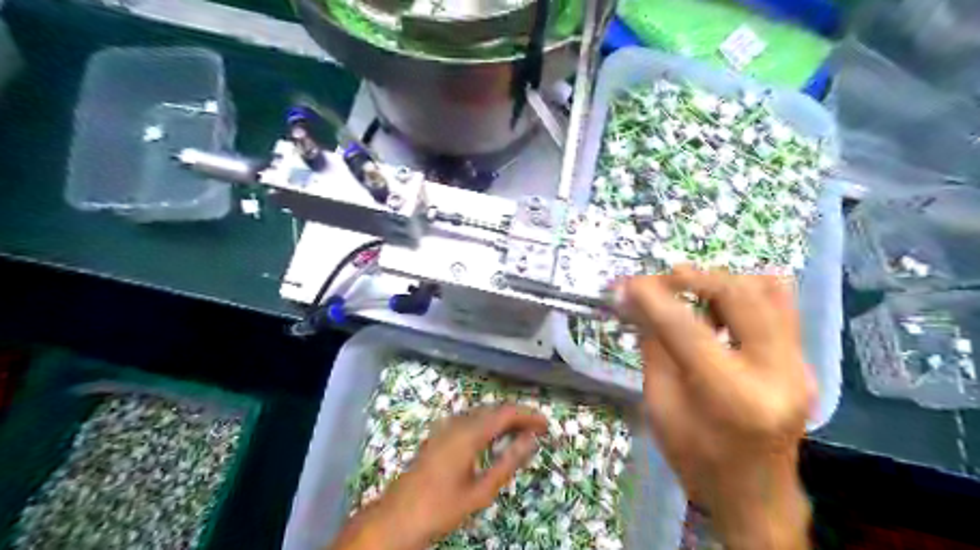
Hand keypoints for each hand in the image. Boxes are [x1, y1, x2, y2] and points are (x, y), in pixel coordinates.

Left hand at [327, 404, 543, 549]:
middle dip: (518, 415)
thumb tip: (531, 440)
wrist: (397, 517)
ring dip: (503, 418)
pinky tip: (494, 438)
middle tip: (538, 428)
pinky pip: (470, 420)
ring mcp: (446, 428)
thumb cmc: (442, 507)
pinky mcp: (439, 435)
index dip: (528, 415)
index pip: (505, 413)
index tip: (547, 424)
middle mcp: (457, 423)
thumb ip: (508, 462)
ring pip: (481, 413)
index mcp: (469, 433)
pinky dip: (488, 424)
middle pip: (493, 409)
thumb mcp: (481, 490)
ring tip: (522, 432)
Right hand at [616, 264, 815, 546]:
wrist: (756, 496)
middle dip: (693, 278)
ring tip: (690, 290)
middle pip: (738, 296)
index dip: (652, 299)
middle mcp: (777, 373)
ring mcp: (799, 366)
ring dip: (721, 282)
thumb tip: (634, 301)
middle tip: (660, 280)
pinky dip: (745, 293)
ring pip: (768, 291)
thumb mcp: (660, 405)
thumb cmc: (696, 459)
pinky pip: (781, 306)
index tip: (626, 284)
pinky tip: (719, 306)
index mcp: (732, 396)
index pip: (686, 328)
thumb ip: (652, 346)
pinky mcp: (803, 362)